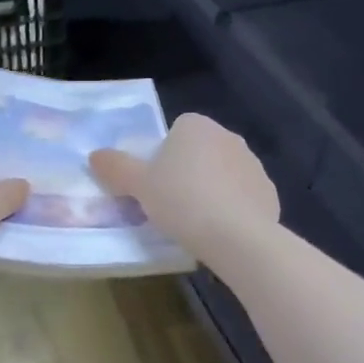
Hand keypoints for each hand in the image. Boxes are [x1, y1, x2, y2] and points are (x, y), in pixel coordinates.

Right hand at [90, 114, 278, 266]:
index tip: (155, 184)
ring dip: (210, 190)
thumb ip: (116, 167)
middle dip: (187, 173)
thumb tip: (95, 155)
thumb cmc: (181, 201)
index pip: (175, 132)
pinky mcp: (268, 192)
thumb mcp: (138, 185)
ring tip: (195, 223)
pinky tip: (220, 232)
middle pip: (198, 152)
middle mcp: (228, 136)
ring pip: (222, 175)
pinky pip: (242, 197)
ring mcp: (253, 164)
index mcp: (196, 126)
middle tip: (170, 204)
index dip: (162, 157)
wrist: (236, 236)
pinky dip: (232, 209)